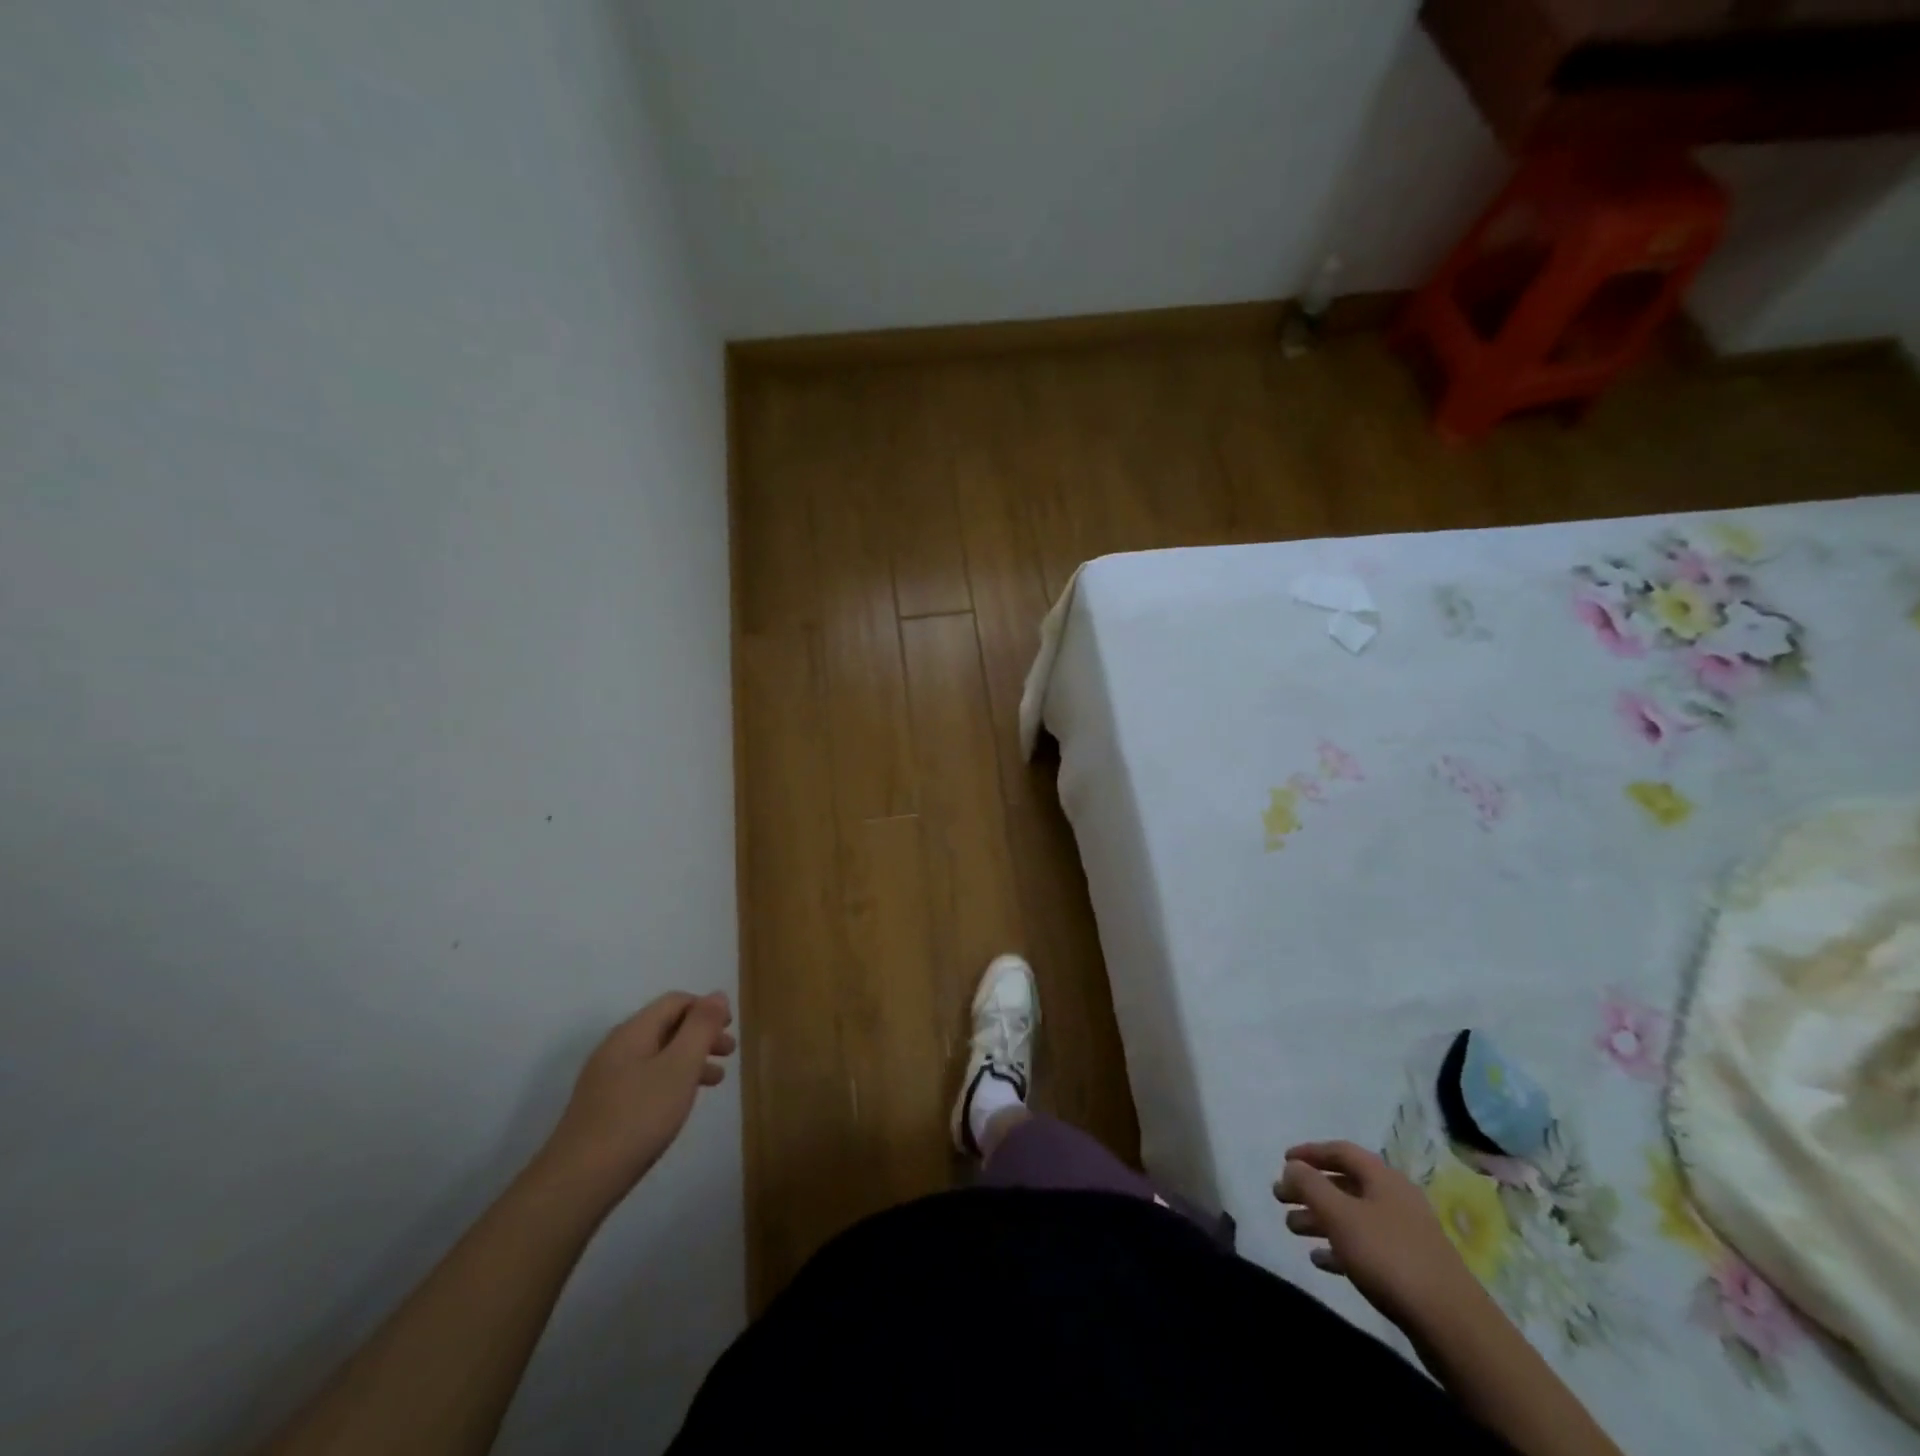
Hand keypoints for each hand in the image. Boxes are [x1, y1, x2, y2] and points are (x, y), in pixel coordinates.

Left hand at [540, 992, 735, 1204]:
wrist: (577, 1182)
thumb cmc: (638, 1117)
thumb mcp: (679, 1067)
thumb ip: (701, 1027)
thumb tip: (717, 995)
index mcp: (633, 1032)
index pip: (675, 1001)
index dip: (706, 1007)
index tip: (730, 1027)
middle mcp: (617, 1048)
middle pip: (666, 1026)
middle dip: (701, 1034)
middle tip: (730, 1052)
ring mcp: (606, 1079)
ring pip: (658, 1055)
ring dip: (690, 1059)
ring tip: (716, 1080)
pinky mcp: (604, 1108)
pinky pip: (646, 1079)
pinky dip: (672, 1080)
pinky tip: (681, 1103)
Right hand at [1273, 1140, 1486, 1333]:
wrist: (1452, 1325)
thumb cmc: (1389, 1257)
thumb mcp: (1340, 1215)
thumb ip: (1310, 1185)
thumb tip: (1293, 1166)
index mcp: (1383, 1178)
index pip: (1340, 1151)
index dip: (1310, 1152)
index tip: (1283, 1161)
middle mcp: (1395, 1199)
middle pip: (1344, 1184)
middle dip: (1310, 1189)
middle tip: (1279, 1198)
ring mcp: (1405, 1235)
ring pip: (1353, 1217)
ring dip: (1320, 1219)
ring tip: (1291, 1228)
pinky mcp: (1410, 1268)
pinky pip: (1366, 1247)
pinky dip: (1340, 1247)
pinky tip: (1320, 1260)